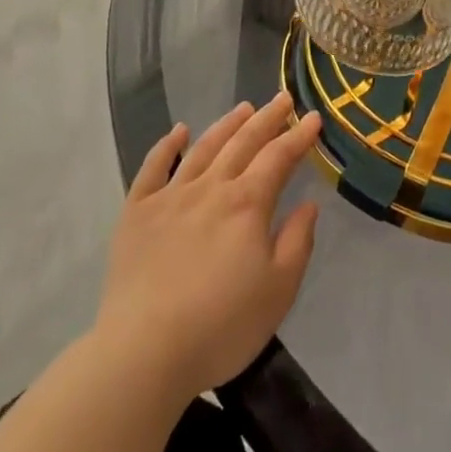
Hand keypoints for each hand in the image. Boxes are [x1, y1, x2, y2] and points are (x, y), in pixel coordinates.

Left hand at [94, 94, 322, 400]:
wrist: (144, 352)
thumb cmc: (221, 326)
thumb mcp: (279, 290)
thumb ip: (297, 241)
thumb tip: (308, 203)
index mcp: (247, 204)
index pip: (279, 157)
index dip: (299, 136)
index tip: (314, 118)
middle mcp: (210, 188)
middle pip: (243, 143)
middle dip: (267, 118)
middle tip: (283, 99)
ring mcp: (170, 197)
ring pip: (203, 148)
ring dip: (226, 125)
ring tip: (243, 108)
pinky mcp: (136, 213)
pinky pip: (152, 168)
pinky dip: (166, 145)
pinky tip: (178, 131)